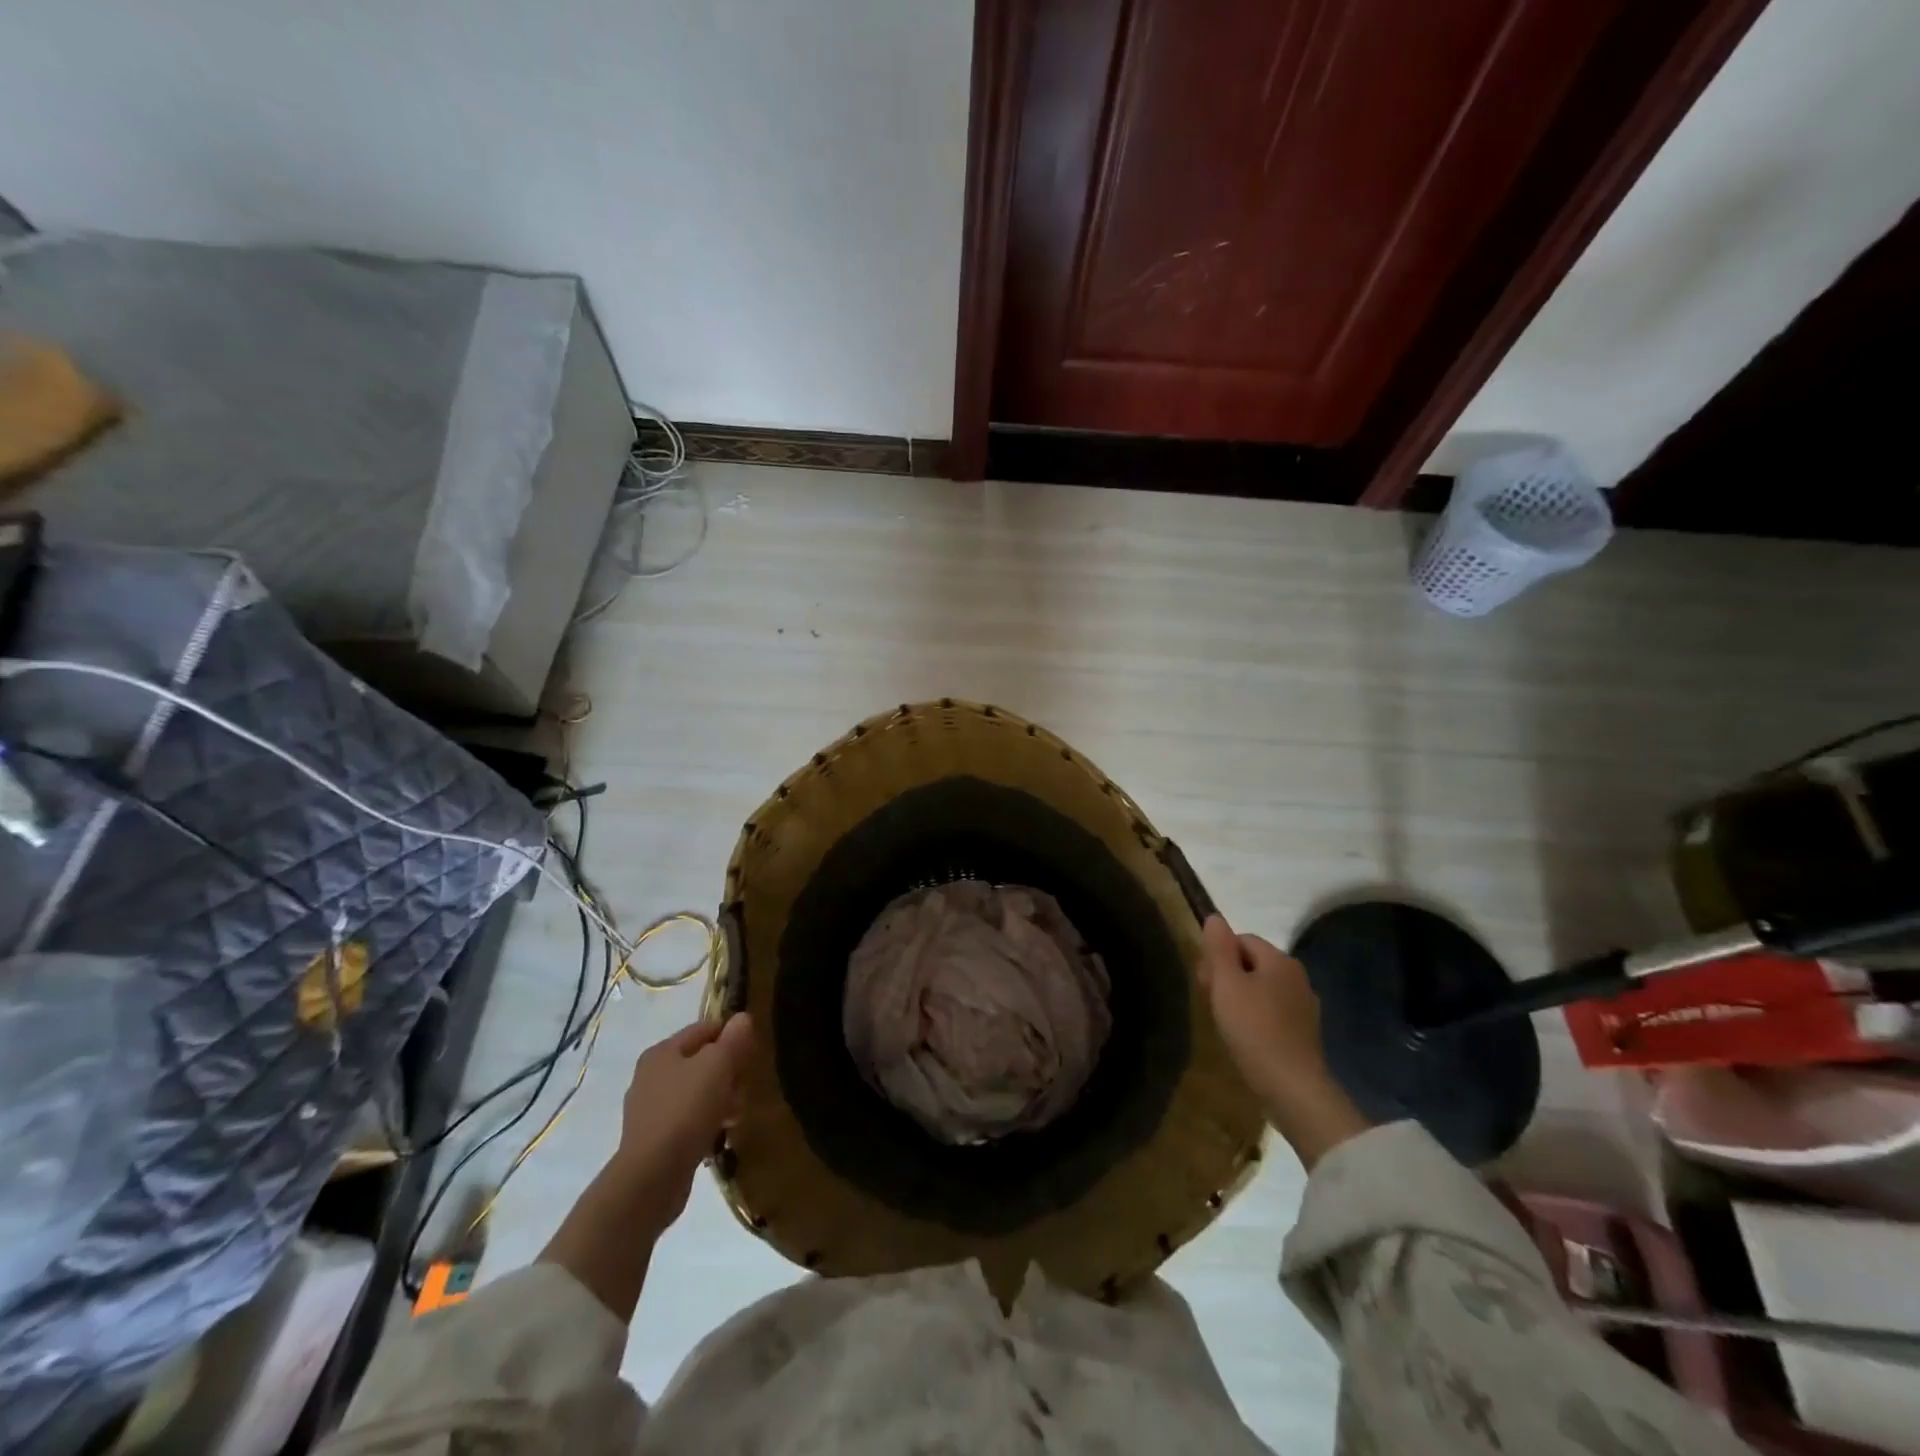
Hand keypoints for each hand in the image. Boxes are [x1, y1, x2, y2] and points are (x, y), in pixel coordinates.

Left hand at [609, 1014, 754, 1232]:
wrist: (651, 1177)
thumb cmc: (686, 1110)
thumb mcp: (718, 1065)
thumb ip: (733, 1039)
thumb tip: (743, 1018)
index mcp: (662, 1051)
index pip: (704, 1028)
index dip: (732, 1034)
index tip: (753, 1051)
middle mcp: (650, 1076)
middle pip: (700, 1061)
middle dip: (727, 1071)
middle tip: (745, 1086)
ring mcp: (649, 1109)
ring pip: (695, 1092)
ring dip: (720, 1099)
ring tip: (737, 1114)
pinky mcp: (653, 1139)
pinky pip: (688, 1120)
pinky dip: (706, 1122)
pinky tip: (720, 1134)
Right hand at [1197, 915, 1370, 1167]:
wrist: (1293, 1088)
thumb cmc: (1254, 1029)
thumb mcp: (1226, 983)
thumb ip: (1218, 948)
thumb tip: (1214, 917)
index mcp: (1280, 960)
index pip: (1241, 939)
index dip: (1217, 955)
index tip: (1204, 981)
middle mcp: (1297, 976)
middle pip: (1252, 962)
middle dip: (1227, 975)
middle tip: (1211, 1002)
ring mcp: (1304, 1005)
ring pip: (1261, 987)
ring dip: (1239, 997)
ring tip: (1225, 1022)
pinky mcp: (1304, 1032)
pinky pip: (1272, 1011)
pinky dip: (1255, 1017)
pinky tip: (1245, 1037)